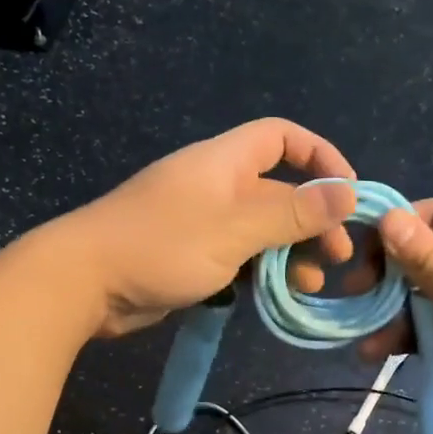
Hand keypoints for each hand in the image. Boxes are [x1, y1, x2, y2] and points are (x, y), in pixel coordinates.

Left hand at [58, 119, 358, 337]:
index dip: (319, 156)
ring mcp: (202, 222)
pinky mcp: (191, 255)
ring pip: (262, 229)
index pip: (282, 137)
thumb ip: (292, 212)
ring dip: (291, 252)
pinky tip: (277, 296)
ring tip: (310, 284)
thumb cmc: (161, 245)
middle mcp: (216, 185)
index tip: (347, 193)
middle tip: (336, 258)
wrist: (84, 283)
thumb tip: (348, 194)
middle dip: (313, 219)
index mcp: (224, 161)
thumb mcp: (235, 228)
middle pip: (278, 189)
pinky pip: (240, 256)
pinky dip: (263, 271)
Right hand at [358, 199, 432, 433]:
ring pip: (424, 299)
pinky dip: (409, 340)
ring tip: (364, 344)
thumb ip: (428, 261)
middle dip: (387, 279)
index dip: (395, 228)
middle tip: (355, 299)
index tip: (359, 257)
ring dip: (392, 317)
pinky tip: (379, 356)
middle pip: (424, 258)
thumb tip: (387, 216)